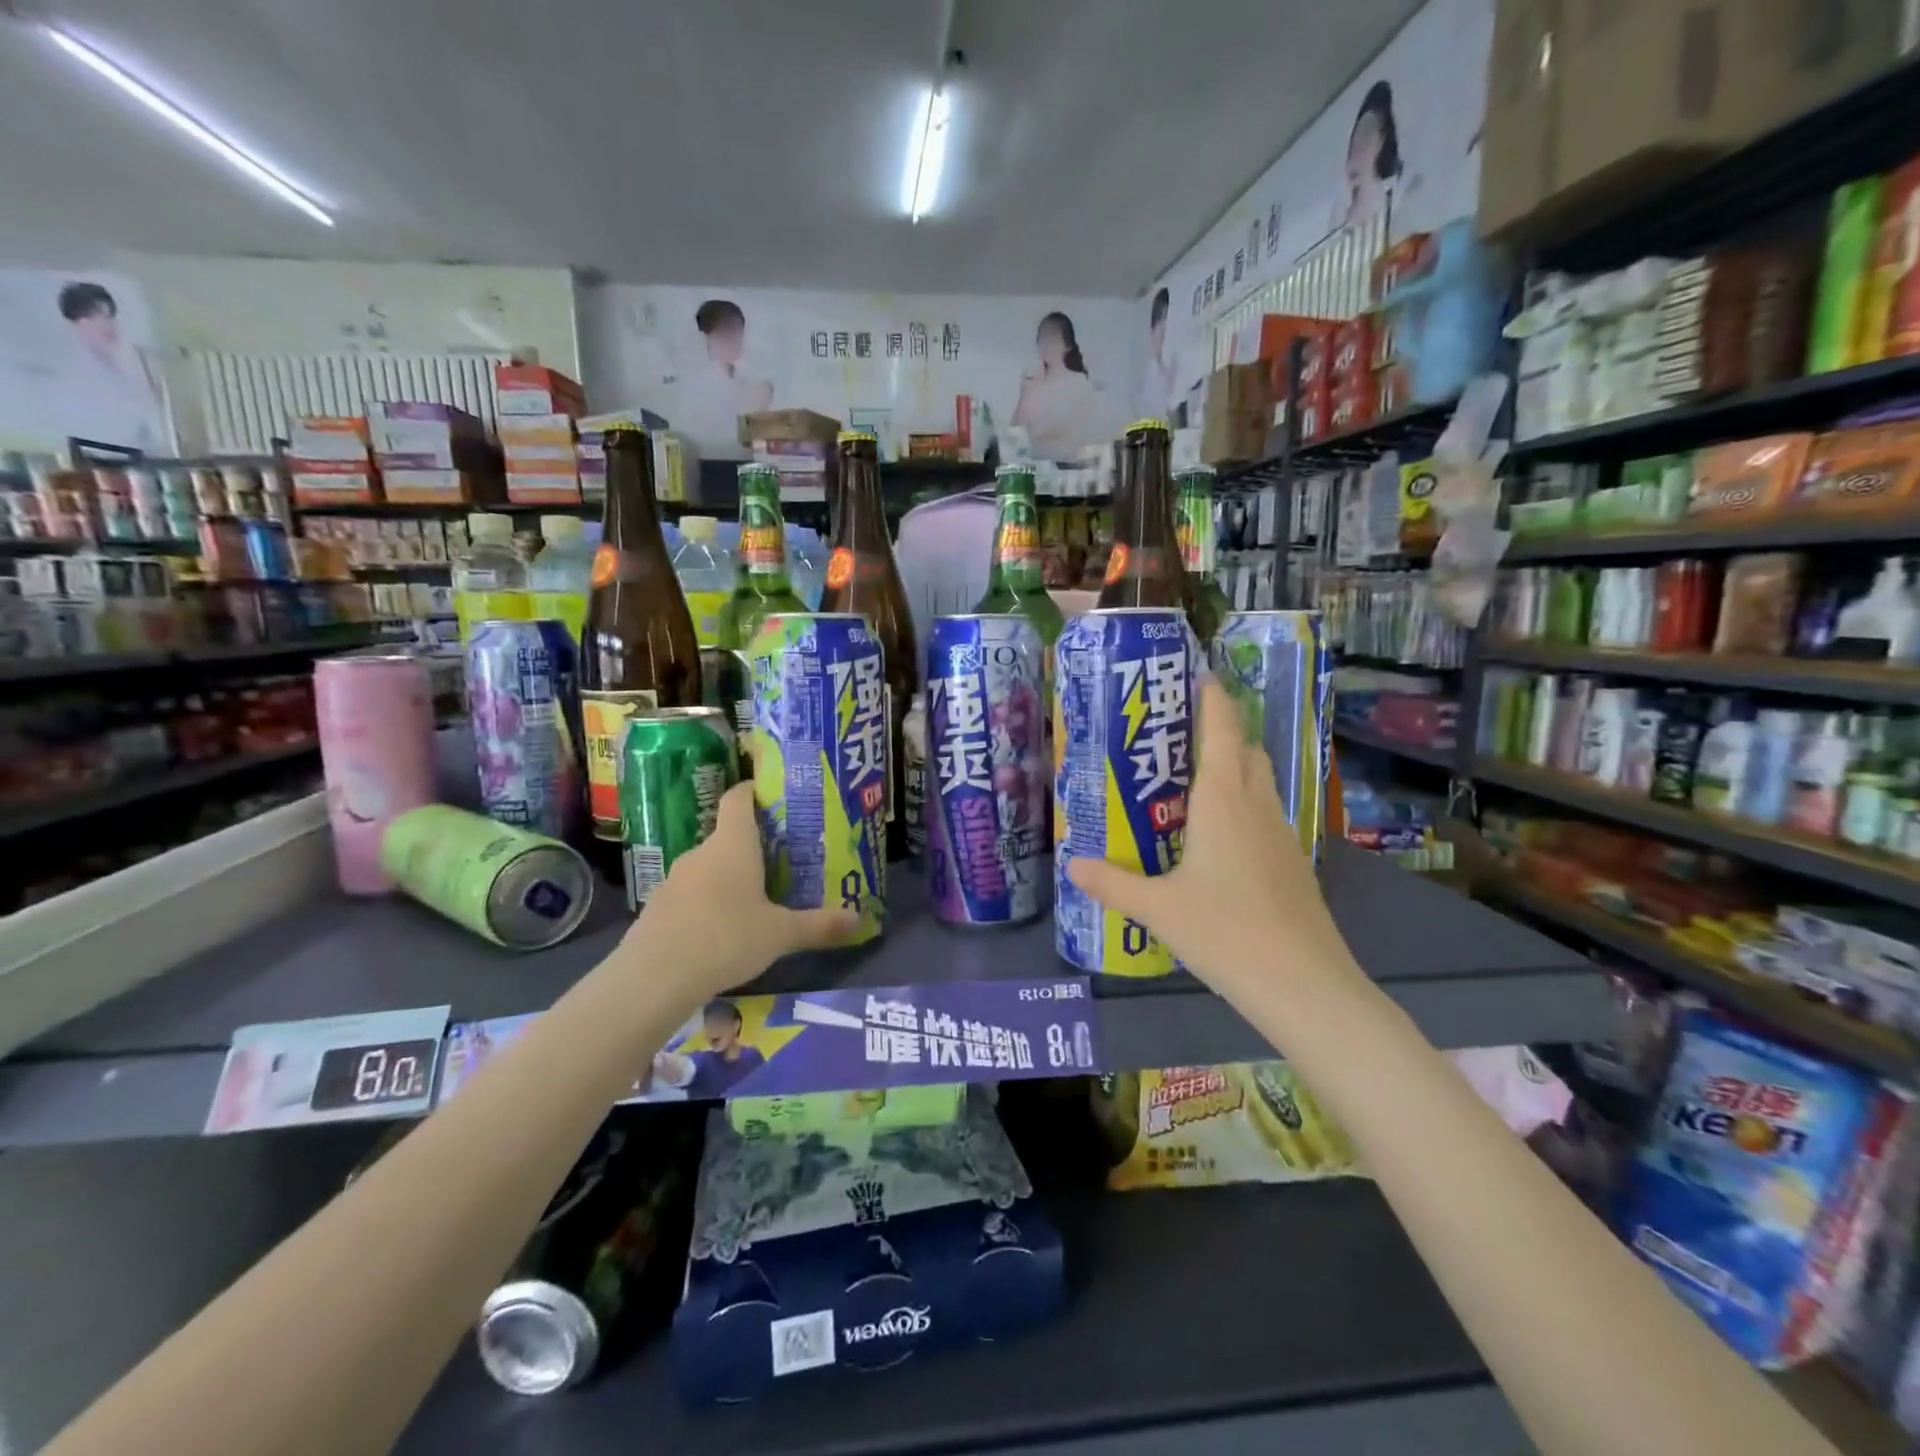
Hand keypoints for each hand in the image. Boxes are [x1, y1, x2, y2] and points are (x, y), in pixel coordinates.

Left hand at [608, 783, 858, 998]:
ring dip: (728, 878)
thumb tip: (860, 920)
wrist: (654, 978)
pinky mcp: (657, 908)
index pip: (738, 799)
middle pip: (727, 836)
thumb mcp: (781, 934)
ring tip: (754, 899)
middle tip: (780, 862)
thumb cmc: (727, 939)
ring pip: (708, 868)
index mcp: (733, 845)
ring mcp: (674, 880)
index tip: (770, 794)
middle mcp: (701, 853)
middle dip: (752, 846)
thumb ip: (819, 925)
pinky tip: (721, 931)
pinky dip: (707, 903)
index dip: (752, 791)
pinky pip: (690, 895)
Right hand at [1065, 680, 1361, 1005]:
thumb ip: (1113, 884)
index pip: (1222, 730)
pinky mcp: (1292, 862)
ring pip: (1259, 781)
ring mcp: (1281, 834)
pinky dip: (1243, 804)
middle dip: (1219, 732)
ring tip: (1192, 782)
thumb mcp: (1158, 908)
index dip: (1213, 699)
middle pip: (1244, 749)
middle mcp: (1255, 806)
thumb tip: (1072, 865)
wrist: (1303, 984)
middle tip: (1177, 737)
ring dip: (1233, 767)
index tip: (1198, 676)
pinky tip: (1218, 837)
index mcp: (1222, 801)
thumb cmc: (1225, 932)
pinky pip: (1265, 813)